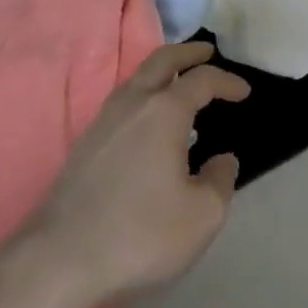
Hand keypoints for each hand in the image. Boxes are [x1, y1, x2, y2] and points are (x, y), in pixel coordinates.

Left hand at [26, 41, 250, 304]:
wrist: (63, 256)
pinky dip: (144, 93)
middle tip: (208, 52)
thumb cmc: (141, 232)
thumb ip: (220, 182)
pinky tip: (149, 120)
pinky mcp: (87, 140)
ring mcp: (105, 118)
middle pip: (162, 59)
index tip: (244, 91)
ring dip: (162, 70)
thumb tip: (223, 160)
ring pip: (138, 77)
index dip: (226, 81)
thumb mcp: (201, 217)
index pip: (202, 80)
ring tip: (179, 83)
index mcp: (165, 111)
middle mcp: (134, 102)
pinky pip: (123, 100)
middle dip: (188, 52)